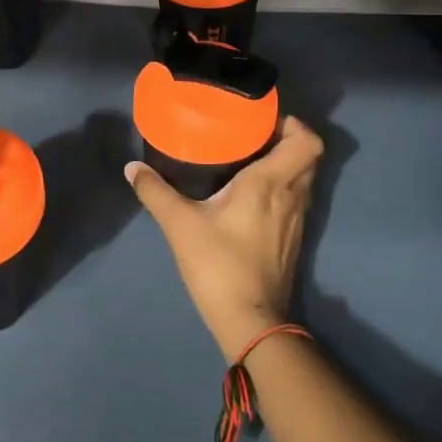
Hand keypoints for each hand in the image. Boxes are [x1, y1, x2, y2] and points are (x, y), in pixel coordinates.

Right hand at [125, 117, 323, 359]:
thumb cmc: (219, 265)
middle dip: (286, 139)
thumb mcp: (179, 225)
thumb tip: (132, 168)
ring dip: (286, 163)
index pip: (307, 141)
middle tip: (252, 134)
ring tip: (250, 158)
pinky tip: (252, 194)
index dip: (293, 124)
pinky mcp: (293, 238)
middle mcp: (291, 196)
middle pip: (309, 155)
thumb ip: (155, 192)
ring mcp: (297, 219)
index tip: (263, 120)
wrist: (250, 322)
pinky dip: (283, 187)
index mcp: (271, 183)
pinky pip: (296, 198)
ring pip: (304, 178)